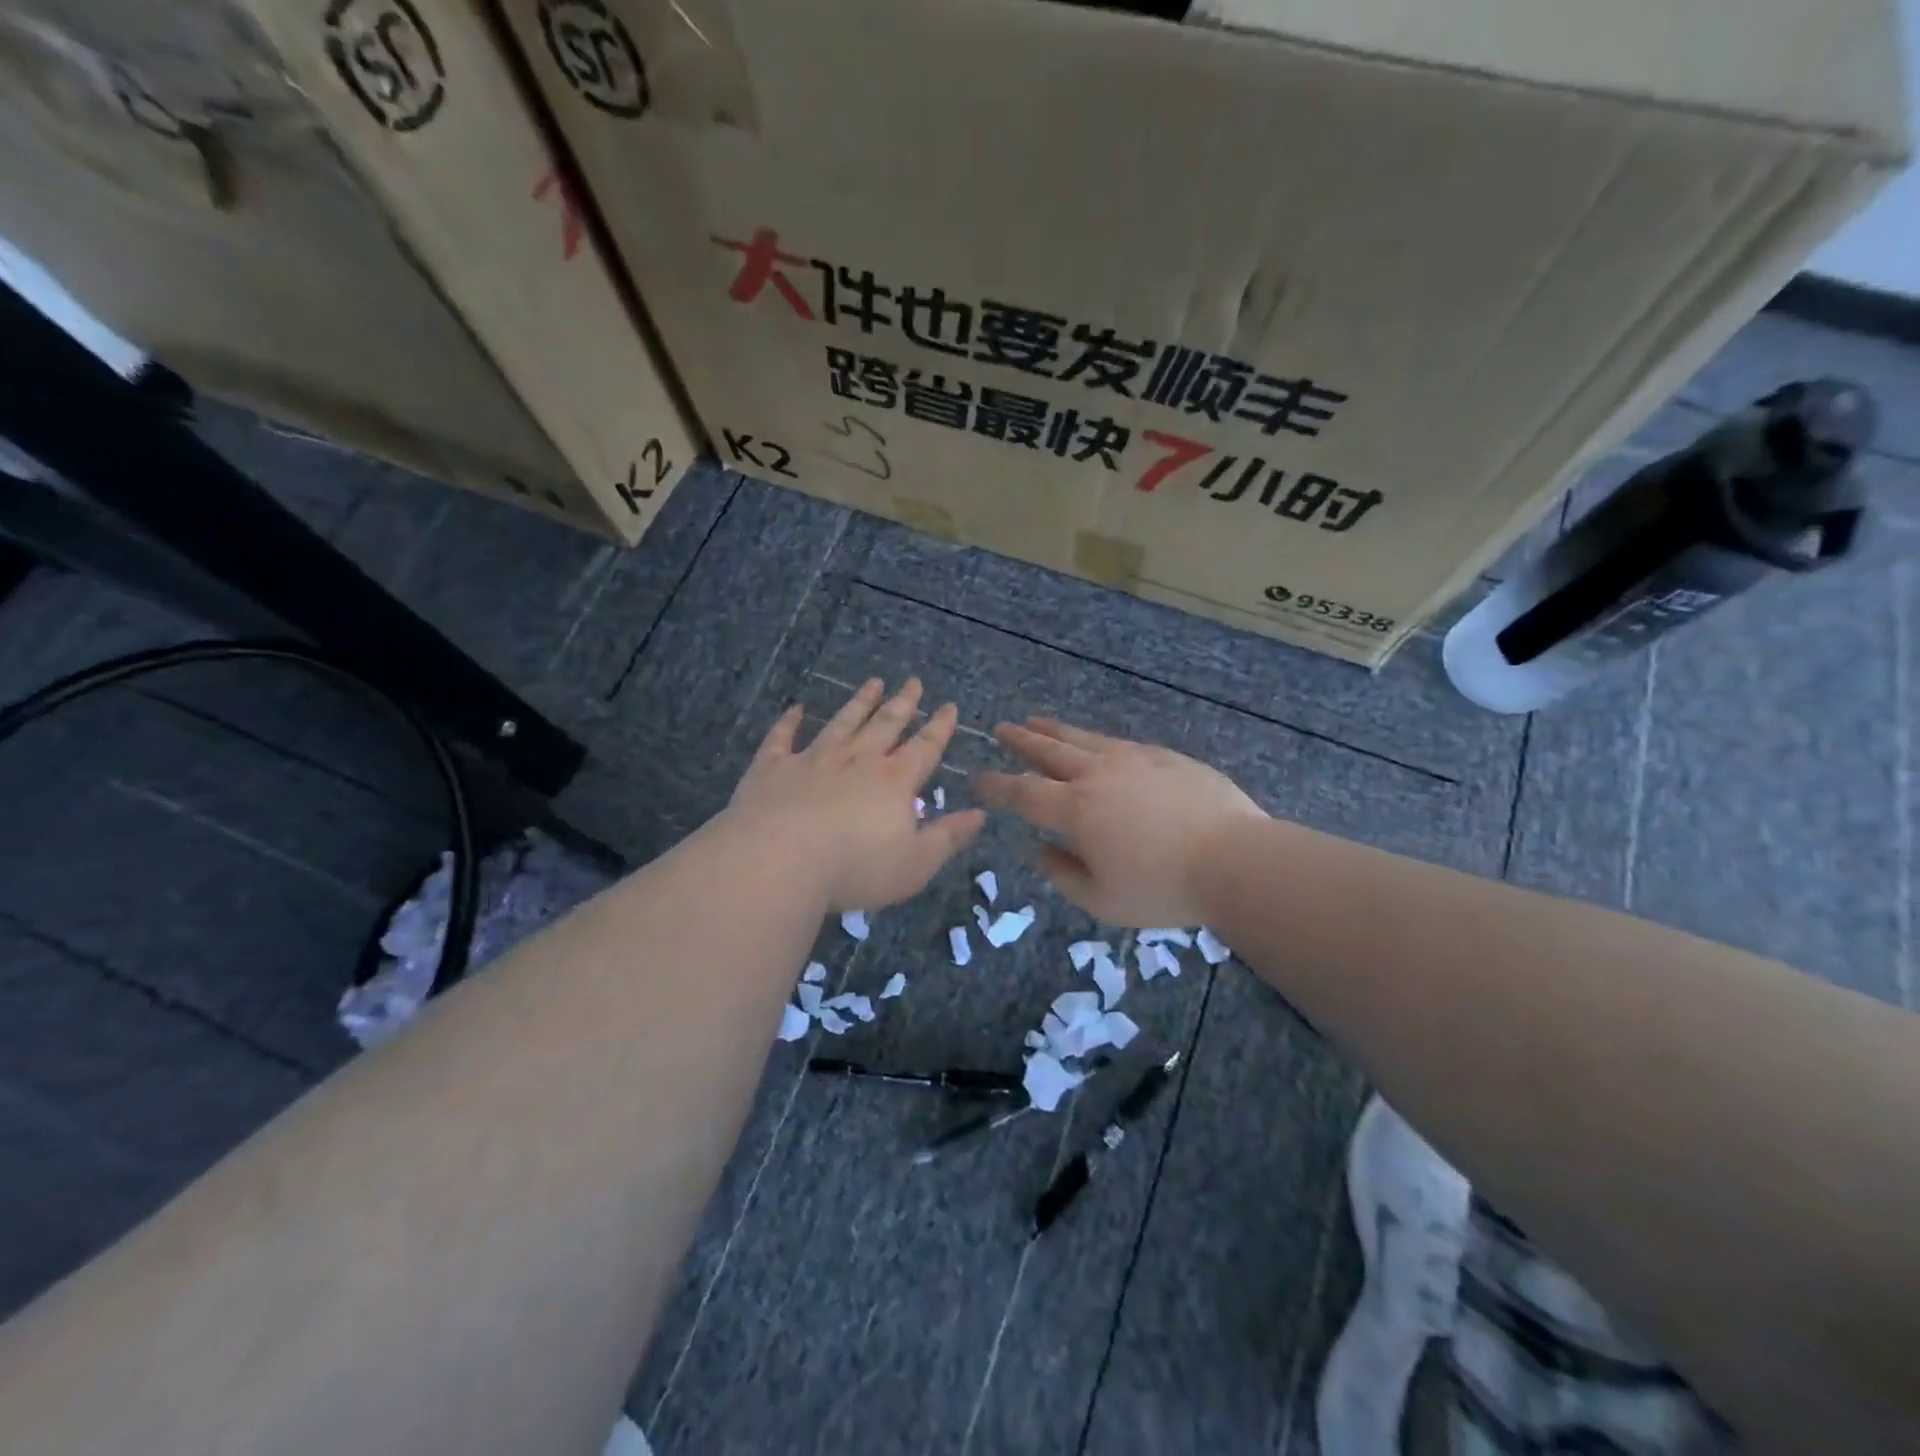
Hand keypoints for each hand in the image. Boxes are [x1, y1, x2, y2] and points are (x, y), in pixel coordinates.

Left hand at [728, 678, 985, 912]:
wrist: (778, 861)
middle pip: (885, 725)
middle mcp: (857, 760)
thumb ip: (947, 837)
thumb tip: (979, 814)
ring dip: (859, 703)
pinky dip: (789, 722)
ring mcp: (813, 759)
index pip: (924, 748)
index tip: (949, 706)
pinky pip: (782, 738)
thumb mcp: (915, 863)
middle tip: (913, 681)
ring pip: (842, 723)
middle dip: (902, 703)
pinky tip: (795, 708)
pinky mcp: (773, 768)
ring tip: (872, 683)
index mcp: (894, 782)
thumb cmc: (855, 868)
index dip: (939, 727)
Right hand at [975, 719, 1265, 926]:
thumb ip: (1064, 875)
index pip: (1023, 792)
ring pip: (1083, 738)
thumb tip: (1043, 850)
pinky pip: (1119, 742)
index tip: (978, 778)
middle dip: (1020, 740)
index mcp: (1075, 809)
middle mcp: (1097, 775)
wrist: (1234, 859)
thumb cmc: (1163, 888)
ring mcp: (1133, 759)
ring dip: (1054, 730)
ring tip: (1036, 721)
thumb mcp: (1103, 901)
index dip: (996, 785)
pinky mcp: (1165, 757)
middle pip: (1049, 750)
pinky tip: (1096, 743)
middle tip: (1001, 729)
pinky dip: (1096, 740)